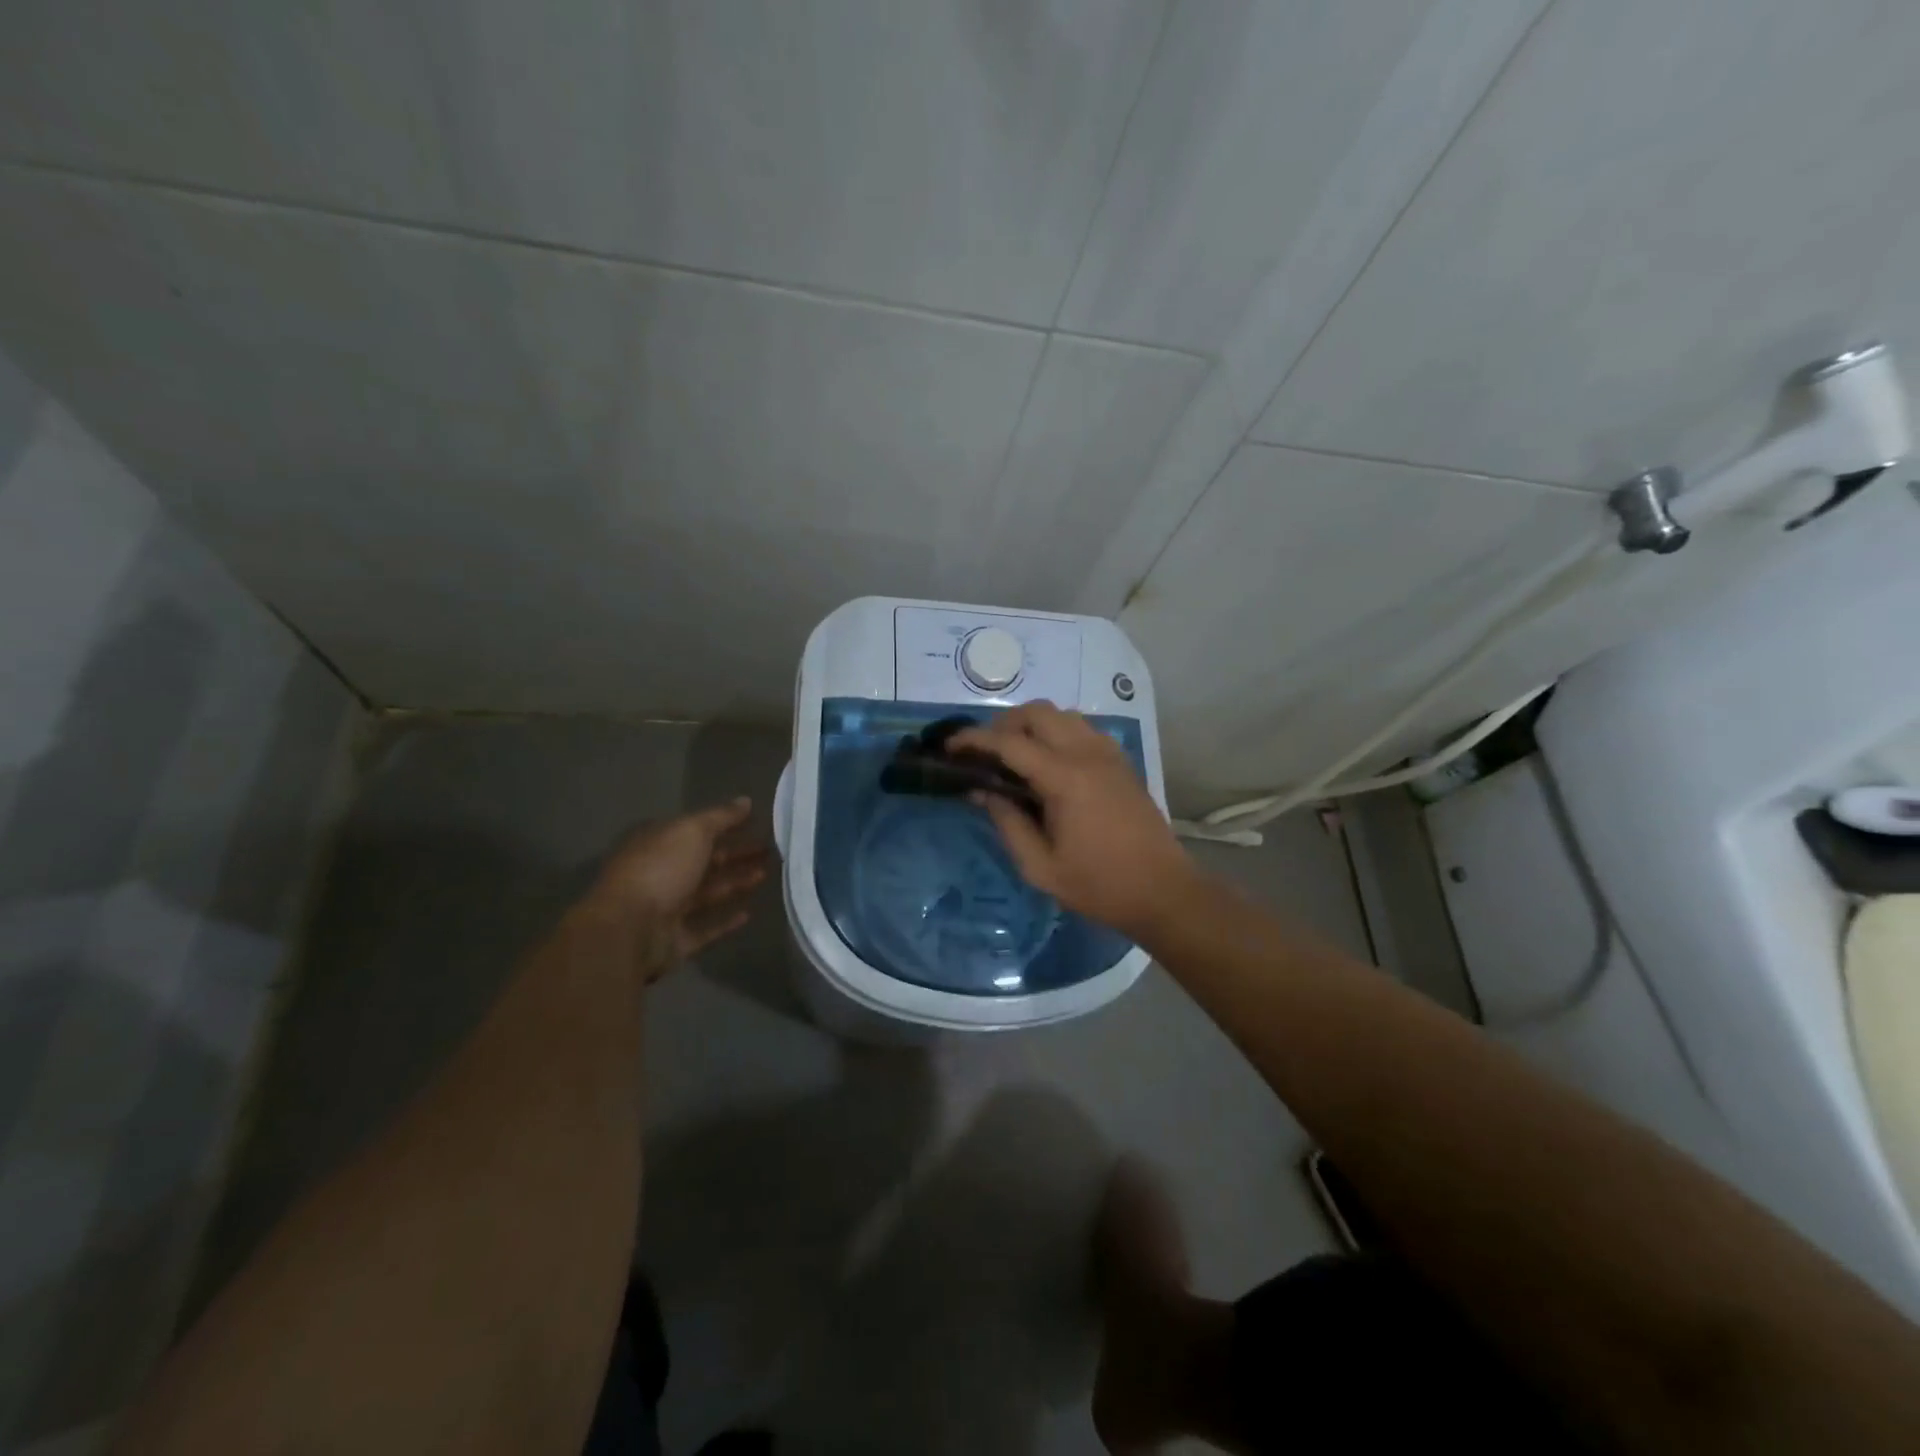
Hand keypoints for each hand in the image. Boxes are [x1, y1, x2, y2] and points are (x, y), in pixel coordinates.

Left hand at [579, 797, 769, 979]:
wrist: (630, 930)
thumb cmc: (660, 869)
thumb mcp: (692, 831)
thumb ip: (721, 816)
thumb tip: (745, 801)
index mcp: (658, 844)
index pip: (697, 830)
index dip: (727, 825)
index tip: (758, 823)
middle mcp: (661, 873)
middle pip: (705, 861)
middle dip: (737, 854)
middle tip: (771, 850)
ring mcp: (666, 909)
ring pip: (707, 893)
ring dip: (735, 883)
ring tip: (766, 874)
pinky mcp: (675, 940)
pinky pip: (705, 928)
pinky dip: (725, 921)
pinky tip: (749, 914)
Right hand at [951, 703, 1201, 940]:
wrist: (1163, 891)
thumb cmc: (1099, 885)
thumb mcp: (1040, 866)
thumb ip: (1007, 823)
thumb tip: (980, 791)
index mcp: (1065, 778)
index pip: (1010, 743)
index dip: (974, 740)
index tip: (950, 747)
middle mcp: (1087, 754)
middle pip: (1037, 712)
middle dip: (1003, 724)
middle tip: (985, 754)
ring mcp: (1109, 754)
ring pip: (1062, 715)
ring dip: (1032, 725)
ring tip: (1015, 757)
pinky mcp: (1121, 762)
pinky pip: (1082, 729)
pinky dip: (1058, 733)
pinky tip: (1049, 764)